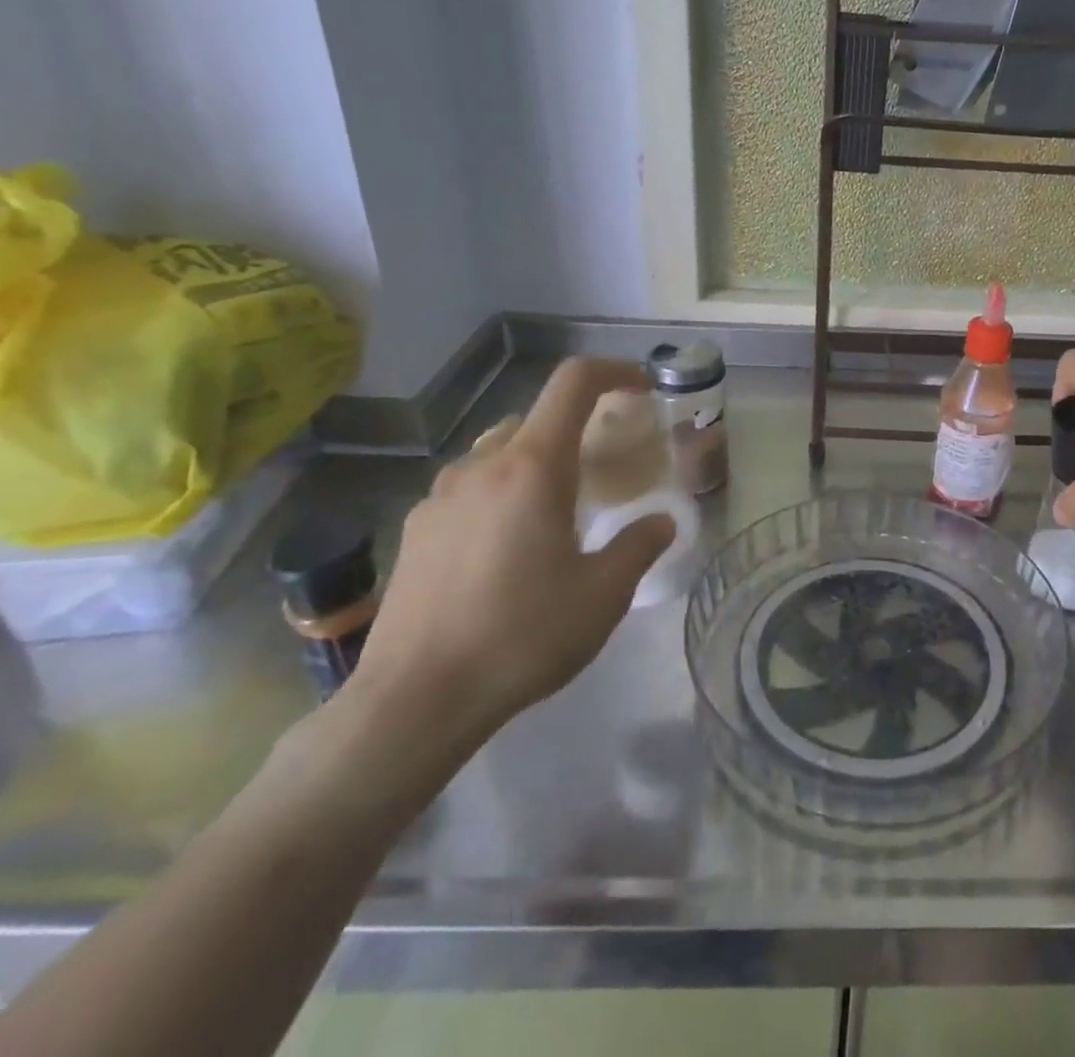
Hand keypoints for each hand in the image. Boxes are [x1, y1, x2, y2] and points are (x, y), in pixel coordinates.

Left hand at [351, 357, 675, 747]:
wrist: (412, 702)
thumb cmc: (521, 636)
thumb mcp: (603, 595)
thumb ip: (639, 546)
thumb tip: (662, 523)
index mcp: (532, 468)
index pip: (573, 384)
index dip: (613, 371)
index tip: (642, 390)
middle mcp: (482, 467)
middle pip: (537, 417)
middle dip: (579, 428)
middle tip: (606, 467)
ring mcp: (439, 497)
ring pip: (499, 451)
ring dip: (537, 460)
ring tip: (558, 510)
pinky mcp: (415, 530)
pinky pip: (469, 487)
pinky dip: (502, 491)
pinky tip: (508, 547)